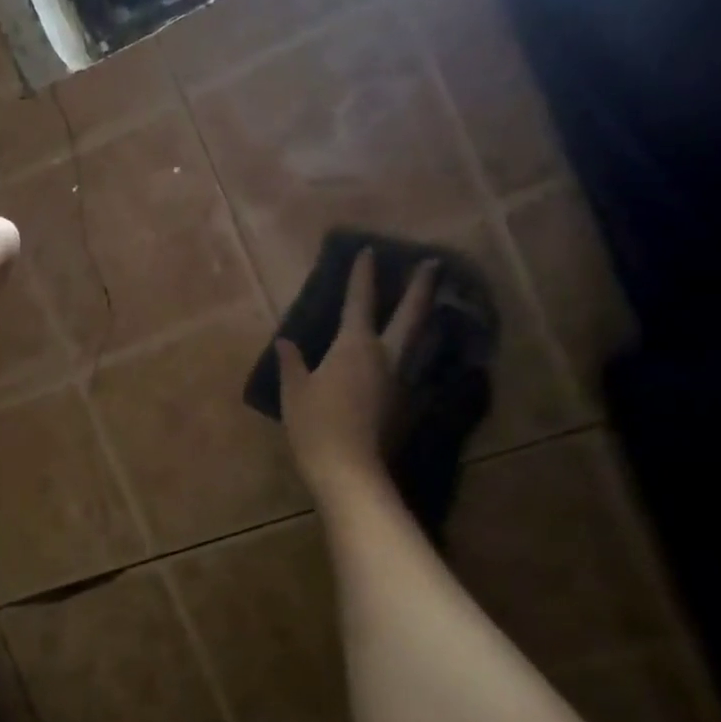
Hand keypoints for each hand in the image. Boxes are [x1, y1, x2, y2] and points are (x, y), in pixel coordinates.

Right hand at [278, 252, 436, 493]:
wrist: (349, 469)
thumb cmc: (315, 423)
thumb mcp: (294, 390)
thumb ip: (292, 362)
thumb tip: (286, 341)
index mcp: (354, 345)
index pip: (359, 300)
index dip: (363, 275)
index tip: (370, 251)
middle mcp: (385, 355)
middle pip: (410, 314)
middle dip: (420, 287)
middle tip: (433, 264)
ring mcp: (401, 380)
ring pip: (419, 340)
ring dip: (427, 318)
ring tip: (435, 304)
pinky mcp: (406, 403)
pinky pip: (414, 367)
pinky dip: (417, 352)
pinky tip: (414, 354)